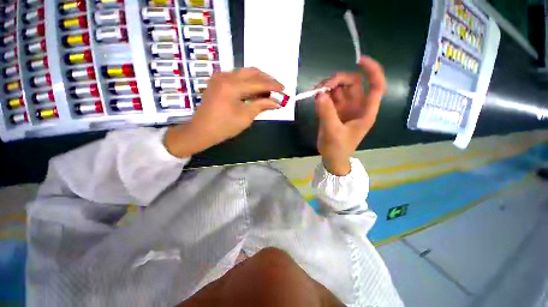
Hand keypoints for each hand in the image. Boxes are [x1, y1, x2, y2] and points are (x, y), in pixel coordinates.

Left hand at [165, 68, 283, 157]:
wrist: (202, 130)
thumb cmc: (224, 127)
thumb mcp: (245, 117)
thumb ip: (261, 106)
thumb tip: (277, 102)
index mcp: (231, 86)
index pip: (258, 83)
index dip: (273, 86)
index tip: (283, 89)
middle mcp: (225, 76)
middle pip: (252, 72)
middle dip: (267, 79)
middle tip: (277, 88)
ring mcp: (220, 77)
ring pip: (244, 72)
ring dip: (258, 80)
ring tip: (268, 90)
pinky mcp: (218, 81)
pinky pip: (237, 77)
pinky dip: (248, 82)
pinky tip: (255, 90)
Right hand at [315, 56, 385, 175]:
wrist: (332, 158)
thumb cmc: (337, 149)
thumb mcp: (333, 132)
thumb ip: (326, 113)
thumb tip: (319, 94)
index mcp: (365, 112)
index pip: (376, 86)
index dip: (372, 71)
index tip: (359, 60)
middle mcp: (356, 106)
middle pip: (352, 83)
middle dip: (338, 80)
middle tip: (322, 87)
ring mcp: (344, 108)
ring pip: (339, 88)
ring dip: (328, 86)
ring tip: (315, 92)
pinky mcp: (334, 111)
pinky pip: (330, 97)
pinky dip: (323, 95)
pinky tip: (315, 99)